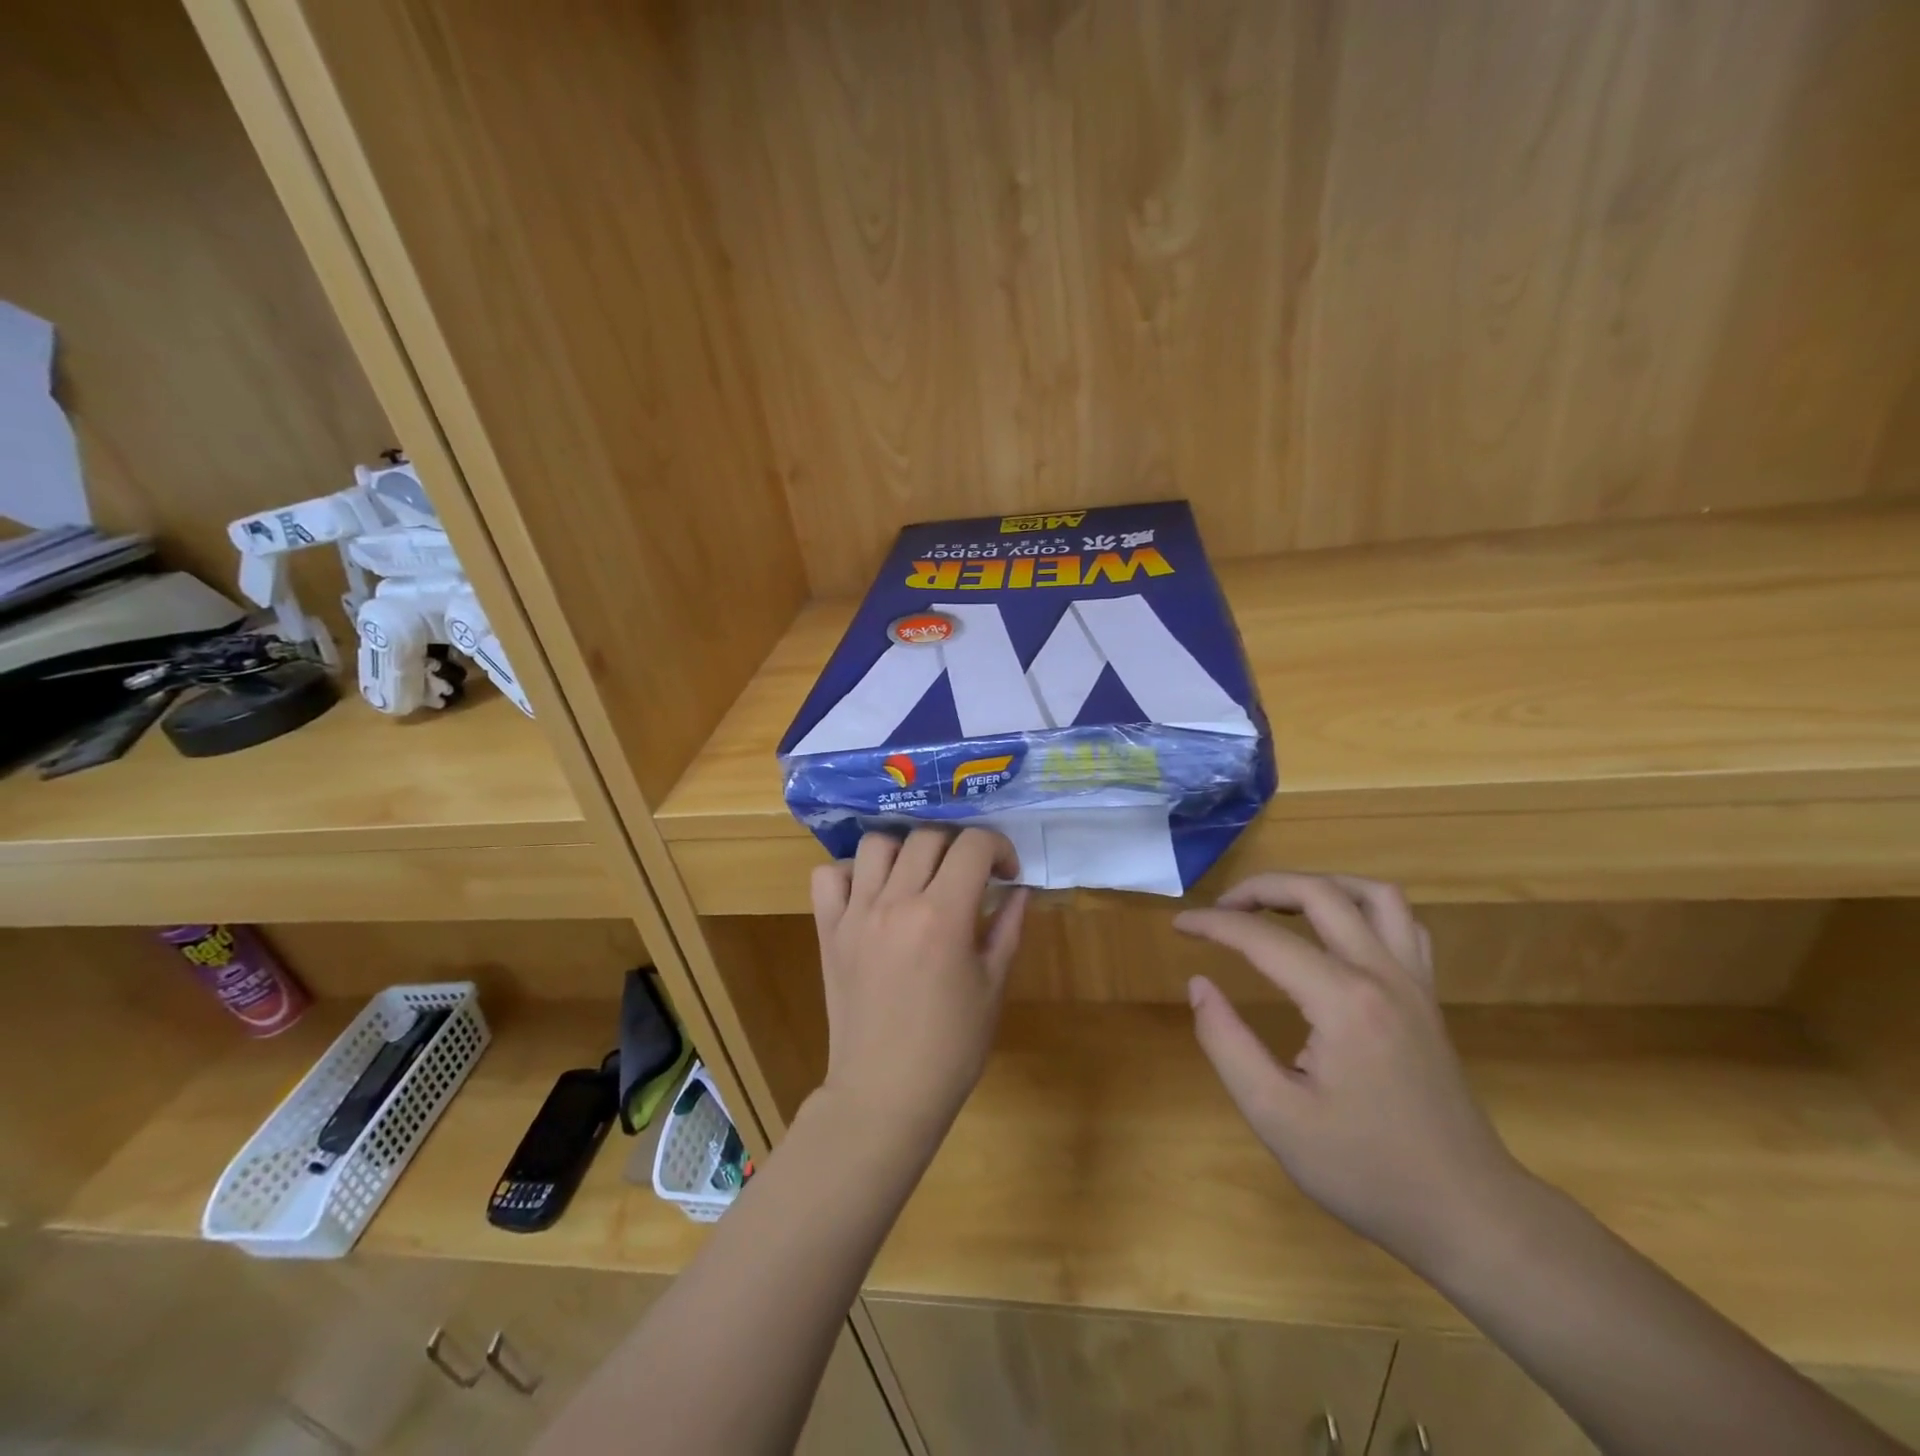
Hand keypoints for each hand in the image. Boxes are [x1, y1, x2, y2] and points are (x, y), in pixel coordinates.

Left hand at [809, 828, 1028, 1145]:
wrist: (885, 1093)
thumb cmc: (951, 1047)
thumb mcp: (993, 986)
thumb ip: (1007, 927)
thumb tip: (1020, 888)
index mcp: (943, 914)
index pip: (974, 844)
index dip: (998, 847)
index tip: (1006, 873)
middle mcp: (896, 901)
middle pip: (928, 836)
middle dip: (959, 847)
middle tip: (969, 877)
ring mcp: (856, 913)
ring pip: (877, 844)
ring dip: (905, 850)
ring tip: (919, 877)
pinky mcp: (828, 930)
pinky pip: (828, 876)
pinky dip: (850, 873)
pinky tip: (871, 894)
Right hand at [1176, 872, 1529, 1276]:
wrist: (1468, 1214)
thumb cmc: (1366, 1171)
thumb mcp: (1276, 1117)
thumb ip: (1227, 1044)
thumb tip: (1199, 985)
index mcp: (1343, 1003)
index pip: (1263, 939)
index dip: (1214, 925)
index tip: (1179, 925)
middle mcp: (1383, 976)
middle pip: (1320, 894)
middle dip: (1261, 888)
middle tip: (1221, 909)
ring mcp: (1414, 983)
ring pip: (1373, 894)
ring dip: (1319, 885)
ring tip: (1278, 904)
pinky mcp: (1428, 997)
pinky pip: (1403, 924)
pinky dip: (1363, 907)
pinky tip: (1337, 929)